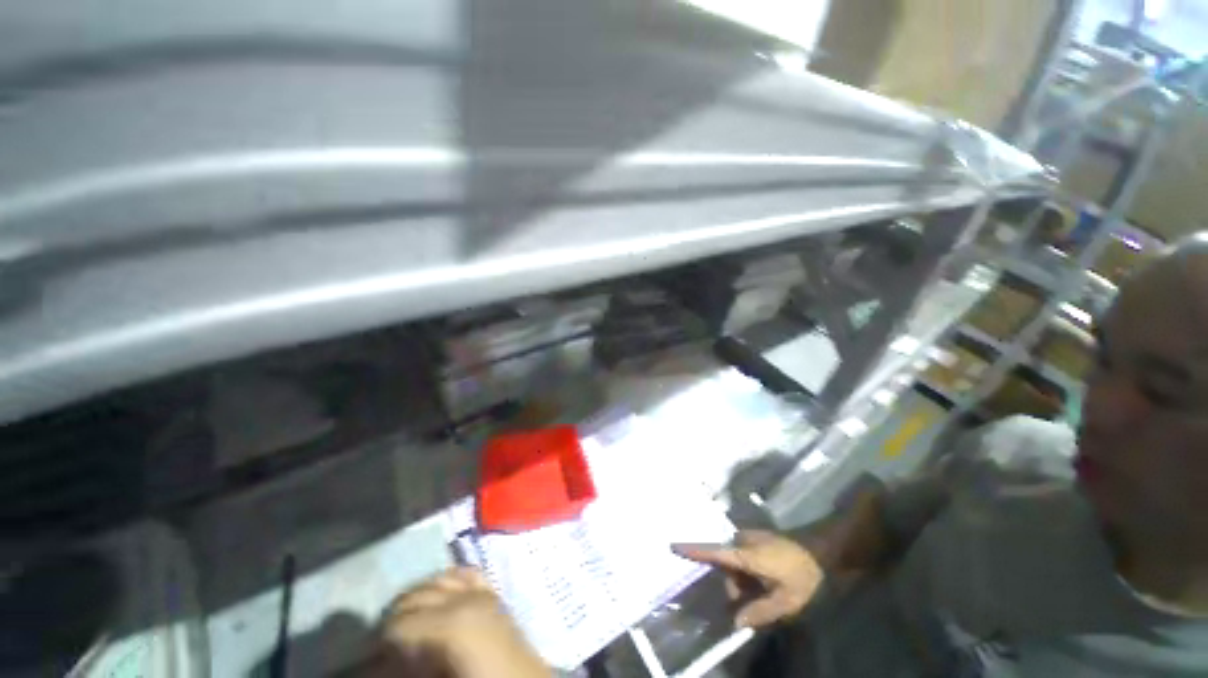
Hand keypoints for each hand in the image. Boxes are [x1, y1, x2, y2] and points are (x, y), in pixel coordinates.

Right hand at [367, 567, 549, 677]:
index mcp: (451, 624)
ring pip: (438, 579)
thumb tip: (375, 664)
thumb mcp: (436, 677)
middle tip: (384, 644)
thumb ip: (407, 669)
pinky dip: (446, 581)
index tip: (373, 655)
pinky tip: (437, 597)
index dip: (381, 640)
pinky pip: (464, 575)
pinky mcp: (492, 592)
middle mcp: (466, 598)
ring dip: (418, 597)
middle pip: (417, 596)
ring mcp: (482, 591)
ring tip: (406, 623)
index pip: (400, 622)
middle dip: (396, 616)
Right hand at [673, 530, 823, 627]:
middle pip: (727, 565)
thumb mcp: (786, 601)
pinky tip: (768, 579)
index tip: (672, 546)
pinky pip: (744, 555)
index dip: (692, 551)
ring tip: (768, 590)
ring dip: (745, 578)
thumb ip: (759, 612)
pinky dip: (750, 569)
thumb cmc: (802, 575)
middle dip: (735, 584)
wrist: (821, 550)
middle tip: (756, 601)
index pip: (713, 553)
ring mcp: (750, 537)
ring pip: (736, 561)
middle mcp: (742, 542)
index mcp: (745, 555)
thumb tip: (734, 622)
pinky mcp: (757, 537)